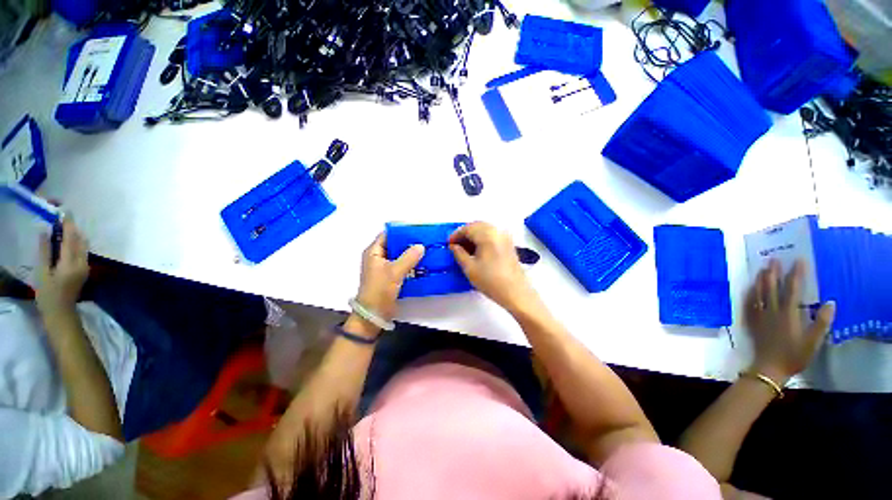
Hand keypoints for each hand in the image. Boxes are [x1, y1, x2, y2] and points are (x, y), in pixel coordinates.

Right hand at [36, 217, 88, 322]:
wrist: (61, 313)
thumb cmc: (48, 295)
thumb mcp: (42, 272)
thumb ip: (45, 251)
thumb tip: (44, 231)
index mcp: (71, 263)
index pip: (71, 238)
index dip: (68, 224)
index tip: (64, 211)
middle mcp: (82, 263)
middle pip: (80, 240)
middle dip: (72, 227)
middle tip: (61, 217)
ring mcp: (85, 267)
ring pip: (83, 245)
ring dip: (74, 235)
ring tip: (62, 226)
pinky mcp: (84, 270)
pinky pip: (82, 252)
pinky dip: (75, 243)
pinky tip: (66, 241)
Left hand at [354, 233, 423, 322]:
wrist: (374, 314)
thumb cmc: (379, 290)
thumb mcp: (394, 271)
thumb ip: (408, 257)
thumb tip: (421, 246)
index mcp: (374, 252)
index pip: (387, 235)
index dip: (401, 231)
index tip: (416, 230)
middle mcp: (378, 257)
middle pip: (395, 245)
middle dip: (409, 243)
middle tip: (425, 240)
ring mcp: (384, 268)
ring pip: (400, 256)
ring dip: (411, 254)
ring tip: (427, 251)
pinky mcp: (390, 277)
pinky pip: (402, 266)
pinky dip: (411, 264)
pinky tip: (423, 264)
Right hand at [449, 222, 535, 313]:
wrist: (516, 292)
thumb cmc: (491, 281)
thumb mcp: (470, 268)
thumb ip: (459, 254)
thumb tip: (453, 246)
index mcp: (487, 235)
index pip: (468, 228)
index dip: (456, 235)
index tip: (448, 244)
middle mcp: (497, 232)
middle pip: (477, 225)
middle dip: (465, 233)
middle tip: (455, 245)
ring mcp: (505, 237)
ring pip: (485, 229)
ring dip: (473, 235)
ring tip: (464, 249)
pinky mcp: (509, 244)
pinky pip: (492, 235)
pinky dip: (482, 238)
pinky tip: (477, 250)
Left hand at [744, 258, 835, 382]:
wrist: (769, 368)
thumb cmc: (794, 355)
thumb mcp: (813, 341)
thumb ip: (821, 322)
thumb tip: (831, 302)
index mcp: (788, 313)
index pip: (792, 288)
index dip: (795, 274)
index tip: (798, 260)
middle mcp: (771, 311)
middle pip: (771, 287)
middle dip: (772, 271)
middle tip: (772, 259)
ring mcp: (759, 315)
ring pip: (758, 293)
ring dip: (760, 279)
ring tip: (761, 269)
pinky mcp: (751, 321)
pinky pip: (748, 304)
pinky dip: (749, 293)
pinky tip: (749, 288)